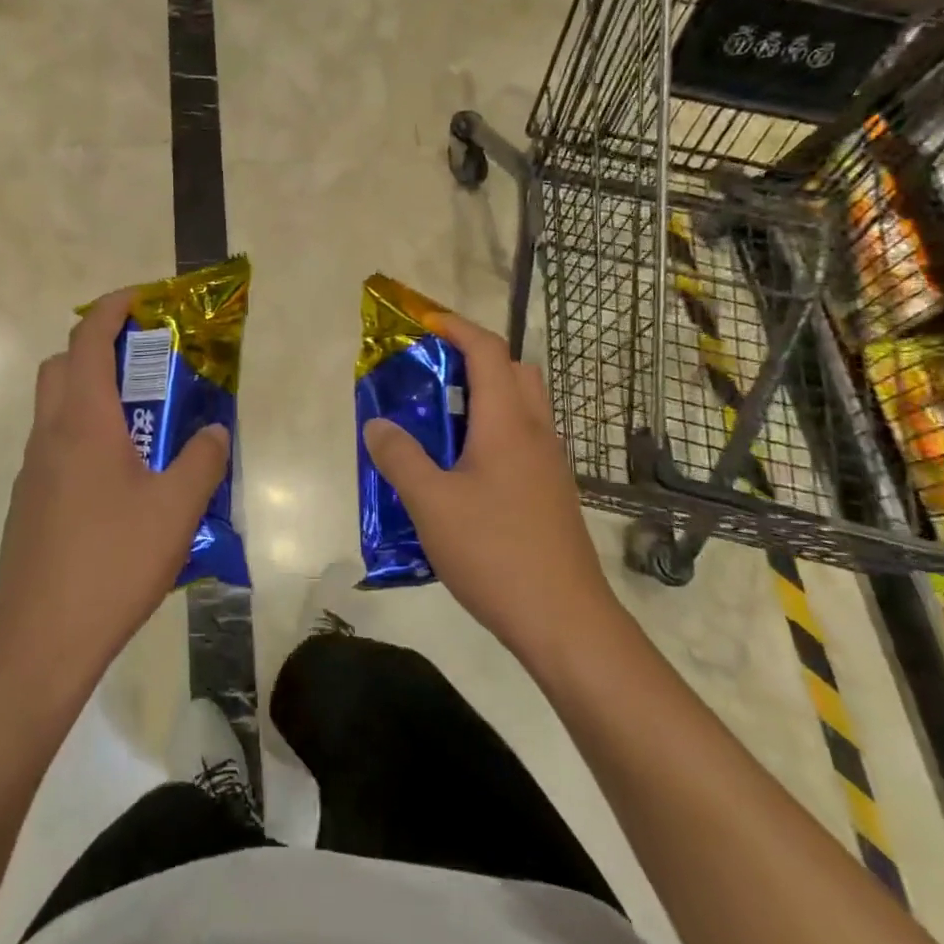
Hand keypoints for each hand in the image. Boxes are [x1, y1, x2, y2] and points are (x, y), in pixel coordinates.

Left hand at [0, 290, 230, 700]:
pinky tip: (119, 480)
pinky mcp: (28, 503)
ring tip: (142, 424)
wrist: (39, 641)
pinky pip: (55, 447)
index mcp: (83, 423)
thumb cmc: (111, 563)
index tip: (142, 298)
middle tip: (144, 362)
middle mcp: (50, 436)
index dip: (112, 309)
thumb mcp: (176, 510)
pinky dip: (84, 436)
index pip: (88, 341)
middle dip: (98, 348)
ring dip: (91, 395)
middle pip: (61, 366)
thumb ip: (202, 461)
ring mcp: (32, 471)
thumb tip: (213, 432)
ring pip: (55, 408)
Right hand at [361, 312, 618, 661]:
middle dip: (475, 357)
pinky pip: (524, 438)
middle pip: (514, 370)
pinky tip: (464, 469)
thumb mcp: (431, 504)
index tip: (424, 321)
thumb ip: (400, 457)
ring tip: (442, 419)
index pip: (487, 351)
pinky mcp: (553, 492)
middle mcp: (536, 432)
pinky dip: (495, 429)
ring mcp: (550, 463)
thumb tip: (377, 424)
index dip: (456, 327)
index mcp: (507, 422)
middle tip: (433, 372)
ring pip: (523, 405)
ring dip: (486, 394)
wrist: (566, 621)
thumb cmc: (495, 552)